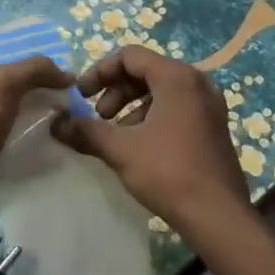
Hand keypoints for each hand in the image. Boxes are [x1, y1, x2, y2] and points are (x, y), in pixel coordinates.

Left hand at [0, 56, 71, 238]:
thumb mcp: (2, 84)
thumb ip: (34, 70)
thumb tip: (67, 75)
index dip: (24, 56)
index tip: (55, 65)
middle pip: (5, 81)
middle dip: (34, 83)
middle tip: (67, 88)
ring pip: (10, 108)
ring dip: (35, 108)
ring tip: (66, 108)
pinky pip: (11, 133)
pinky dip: (29, 132)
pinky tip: (52, 132)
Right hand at [53, 45, 250, 235]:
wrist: (219, 217)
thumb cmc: (168, 171)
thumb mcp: (120, 149)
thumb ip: (86, 131)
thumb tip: (55, 124)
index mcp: (176, 77)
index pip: (129, 56)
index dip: (100, 72)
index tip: (81, 95)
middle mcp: (196, 82)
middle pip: (145, 71)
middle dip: (115, 91)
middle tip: (99, 117)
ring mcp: (209, 105)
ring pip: (160, 91)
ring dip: (132, 107)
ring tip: (116, 135)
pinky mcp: (213, 127)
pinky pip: (176, 108)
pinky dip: (152, 117)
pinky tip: (139, 146)